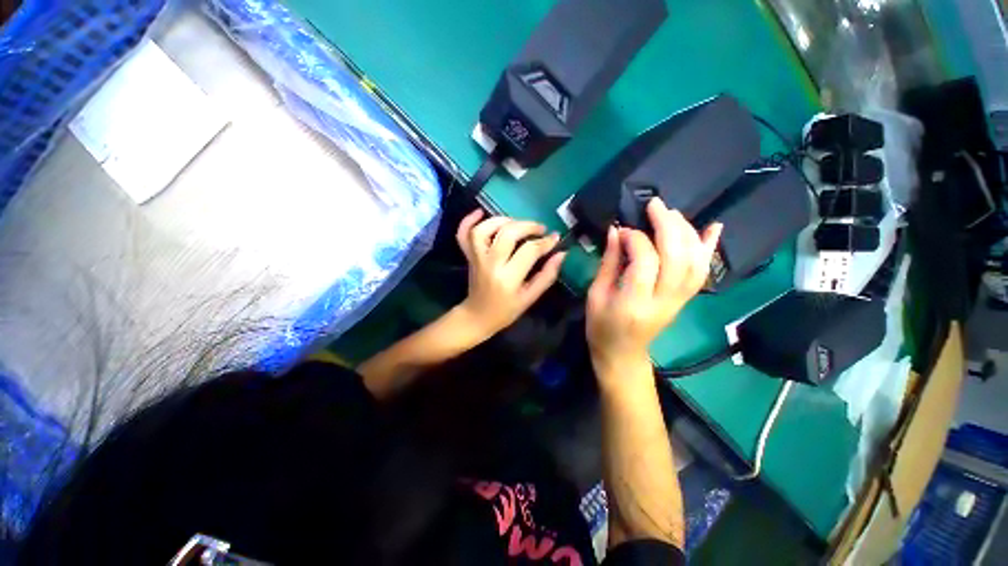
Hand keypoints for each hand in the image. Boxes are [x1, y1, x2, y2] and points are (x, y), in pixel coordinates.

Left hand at [455, 209, 566, 339]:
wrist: (477, 316)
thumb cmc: (506, 310)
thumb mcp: (530, 298)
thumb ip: (547, 276)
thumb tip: (561, 254)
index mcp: (508, 278)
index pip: (529, 251)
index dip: (545, 242)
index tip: (555, 238)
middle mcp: (490, 264)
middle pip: (507, 233)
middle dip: (527, 226)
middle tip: (540, 229)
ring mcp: (476, 258)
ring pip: (484, 229)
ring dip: (502, 220)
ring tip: (516, 223)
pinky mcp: (468, 256)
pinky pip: (463, 234)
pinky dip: (469, 220)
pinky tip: (480, 212)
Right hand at [586, 198, 721, 384]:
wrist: (623, 354)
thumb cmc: (601, 327)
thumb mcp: (595, 295)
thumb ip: (608, 263)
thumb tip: (617, 231)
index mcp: (633, 302)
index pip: (645, 262)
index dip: (636, 239)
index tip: (623, 231)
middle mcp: (663, 300)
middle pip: (677, 258)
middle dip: (668, 226)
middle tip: (655, 205)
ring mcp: (679, 301)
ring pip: (694, 262)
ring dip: (687, 232)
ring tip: (673, 213)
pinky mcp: (685, 300)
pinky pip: (703, 272)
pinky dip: (709, 248)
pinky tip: (713, 227)